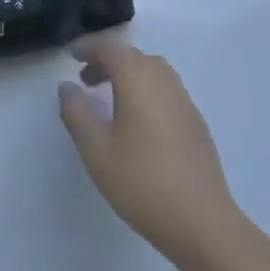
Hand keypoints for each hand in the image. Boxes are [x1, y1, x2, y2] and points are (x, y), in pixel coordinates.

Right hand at [58, 36, 243, 270]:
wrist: (202, 222)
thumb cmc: (141, 181)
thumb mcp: (96, 148)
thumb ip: (77, 112)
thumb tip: (67, 86)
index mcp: (139, 79)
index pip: (112, 48)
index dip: (90, 47)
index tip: (72, 56)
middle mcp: (164, 81)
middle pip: (134, 57)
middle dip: (108, 62)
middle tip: (85, 80)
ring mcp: (185, 102)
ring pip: (153, 73)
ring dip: (128, 76)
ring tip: (109, 101)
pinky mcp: (196, 124)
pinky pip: (166, 92)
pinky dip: (146, 92)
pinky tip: (137, 124)